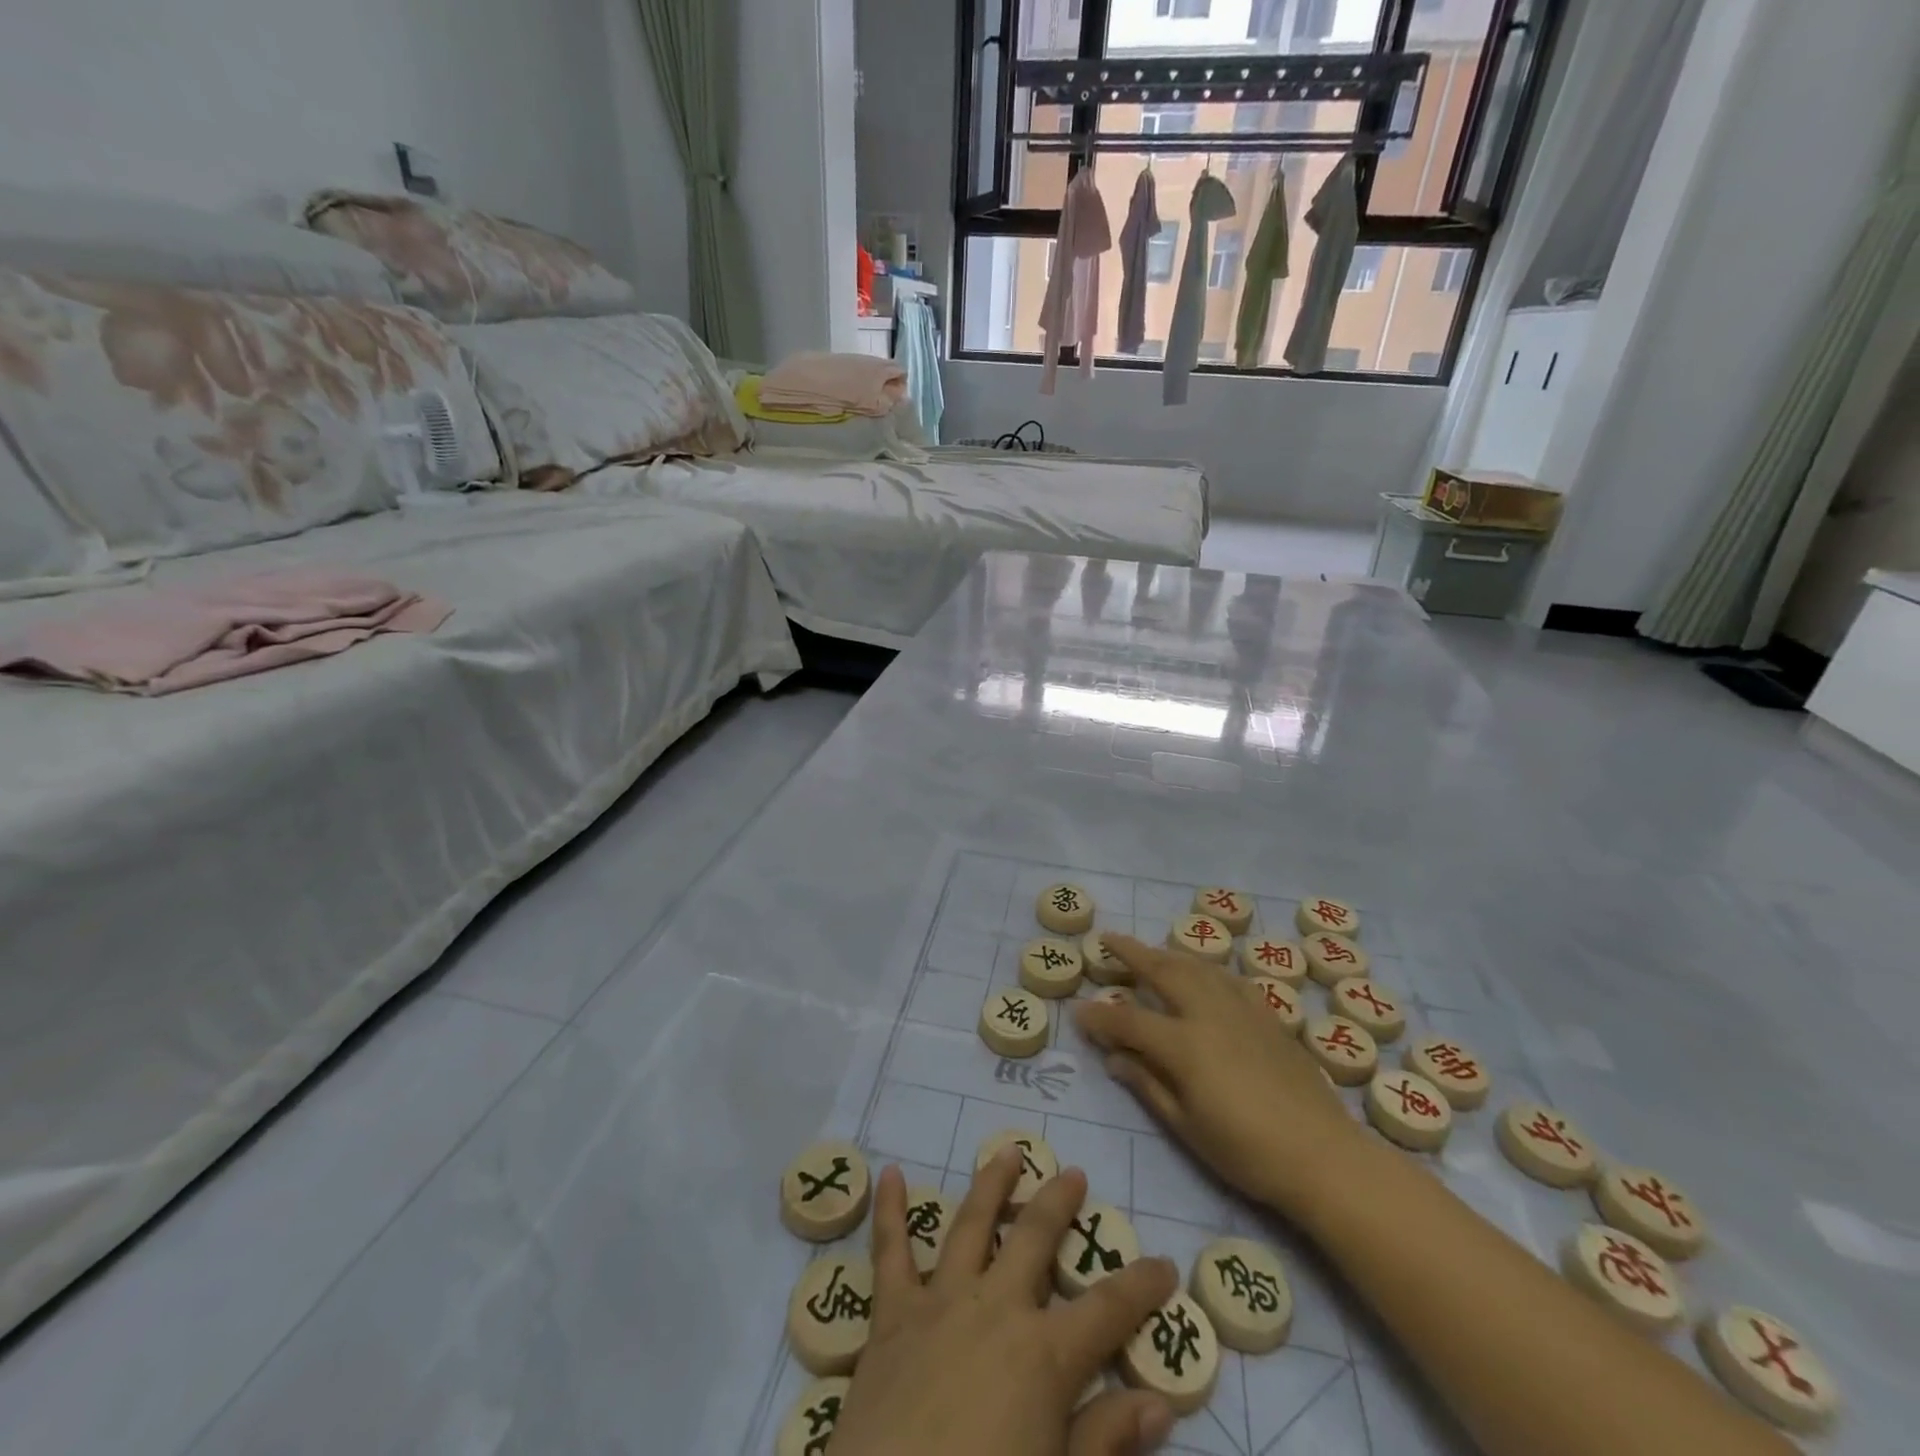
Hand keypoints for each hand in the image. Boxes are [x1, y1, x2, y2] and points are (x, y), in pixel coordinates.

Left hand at [830, 1151, 1180, 1455]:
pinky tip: (891, 1173)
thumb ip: (1105, 1440)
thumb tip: (1159, 1403)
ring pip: (972, 1224)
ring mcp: (941, 1301)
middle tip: (1075, 1174)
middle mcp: (995, 1307)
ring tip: (1008, 1152)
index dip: (1141, 1286)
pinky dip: (890, 1211)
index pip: (1108, 1311)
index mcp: (1044, 1354)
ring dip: (992, 1183)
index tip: (1164, 1264)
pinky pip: (890, 1252)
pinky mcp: (892, 1314)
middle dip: (1059, 1204)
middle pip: (1035, 1239)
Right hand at [1074, 935, 1363, 1222]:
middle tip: (1108, 939)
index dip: (1100, 1016)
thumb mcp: (1187, 1127)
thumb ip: (1148, 1085)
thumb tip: (1115, 1057)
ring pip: (1198, 967)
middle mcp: (1209, 1014)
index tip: (1078, 1011)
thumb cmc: (1247, 1152)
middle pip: (1163, 971)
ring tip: (1151, 951)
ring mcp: (1242, 1010)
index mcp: (1184, 1044)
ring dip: (1169, 954)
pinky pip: (1230, 979)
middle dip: (1132, 953)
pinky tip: (1204, 975)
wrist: (1323, 1156)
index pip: (1128, 1019)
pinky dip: (1207, 970)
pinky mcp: (1268, 1016)